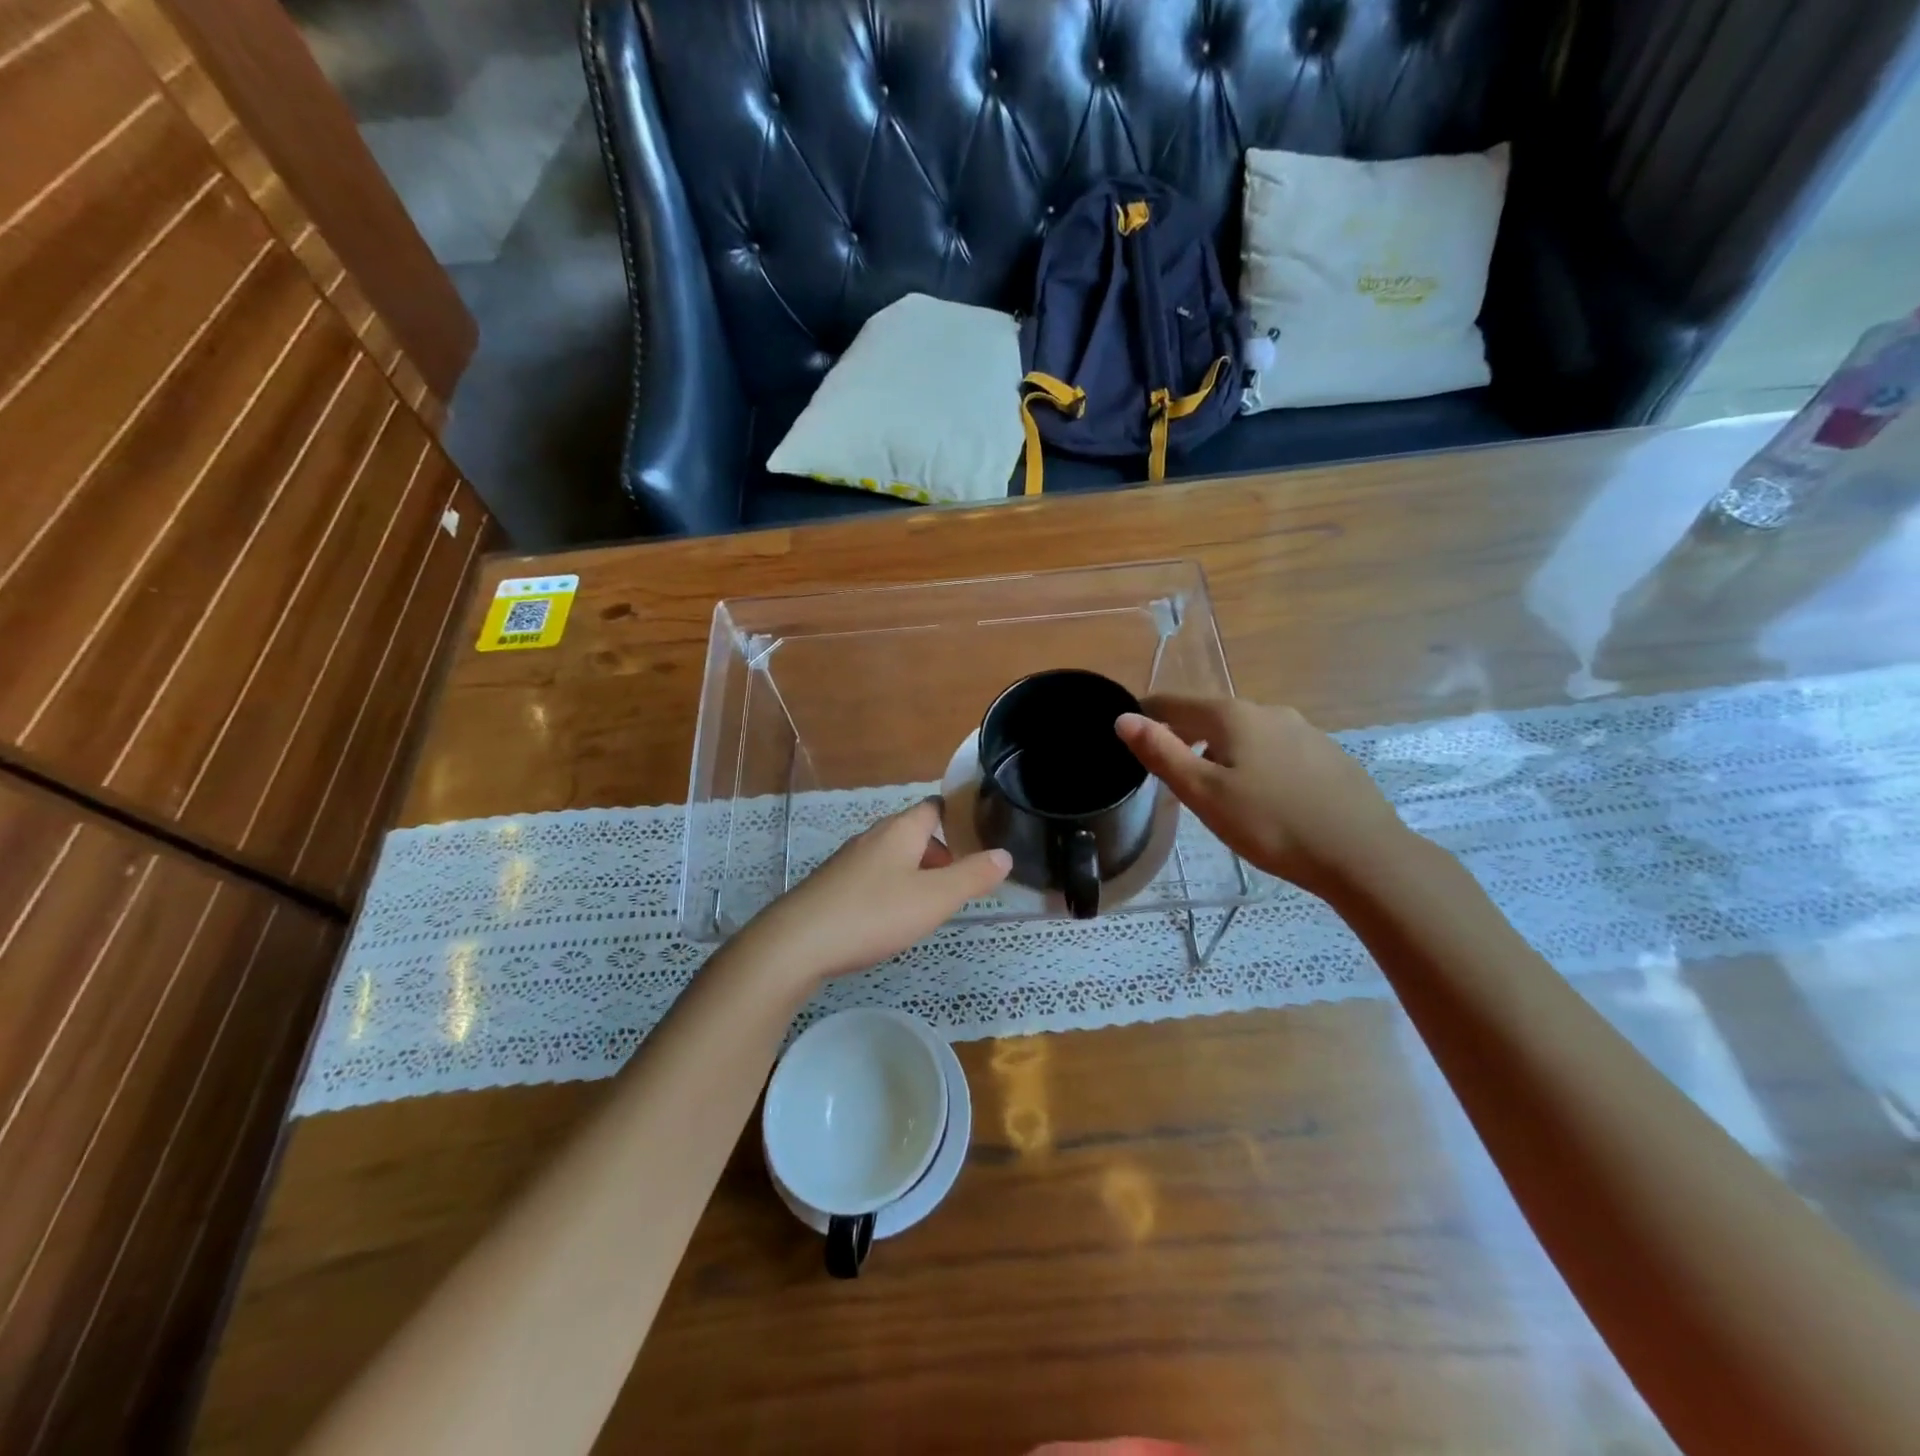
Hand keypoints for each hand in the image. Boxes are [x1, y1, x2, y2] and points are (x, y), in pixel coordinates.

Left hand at [739, 799, 1010, 981]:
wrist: (798, 942)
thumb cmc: (874, 913)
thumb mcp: (934, 898)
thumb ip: (972, 877)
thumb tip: (1004, 854)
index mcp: (901, 830)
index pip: (935, 807)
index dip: (959, 817)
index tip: (981, 835)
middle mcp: (874, 837)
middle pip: (914, 832)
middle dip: (940, 852)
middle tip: (961, 881)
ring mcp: (849, 861)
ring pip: (893, 856)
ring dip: (916, 873)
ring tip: (933, 903)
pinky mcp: (833, 885)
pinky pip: (873, 877)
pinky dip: (891, 888)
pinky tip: (892, 919)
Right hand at [1115, 695, 1407, 897]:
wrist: (1362, 854)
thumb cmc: (1271, 824)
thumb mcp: (1204, 793)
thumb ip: (1162, 753)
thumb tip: (1123, 718)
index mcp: (1232, 715)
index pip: (1174, 703)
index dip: (1146, 716)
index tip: (1130, 737)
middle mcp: (1268, 711)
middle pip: (1210, 715)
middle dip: (1184, 734)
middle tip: (1168, 769)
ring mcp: (1303, 730)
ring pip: (1245, 732)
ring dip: (1220, 749)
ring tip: (1213, 786)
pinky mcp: (1326, 754)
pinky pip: (1274, 748)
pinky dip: (1254, 761)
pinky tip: (1261, 794)